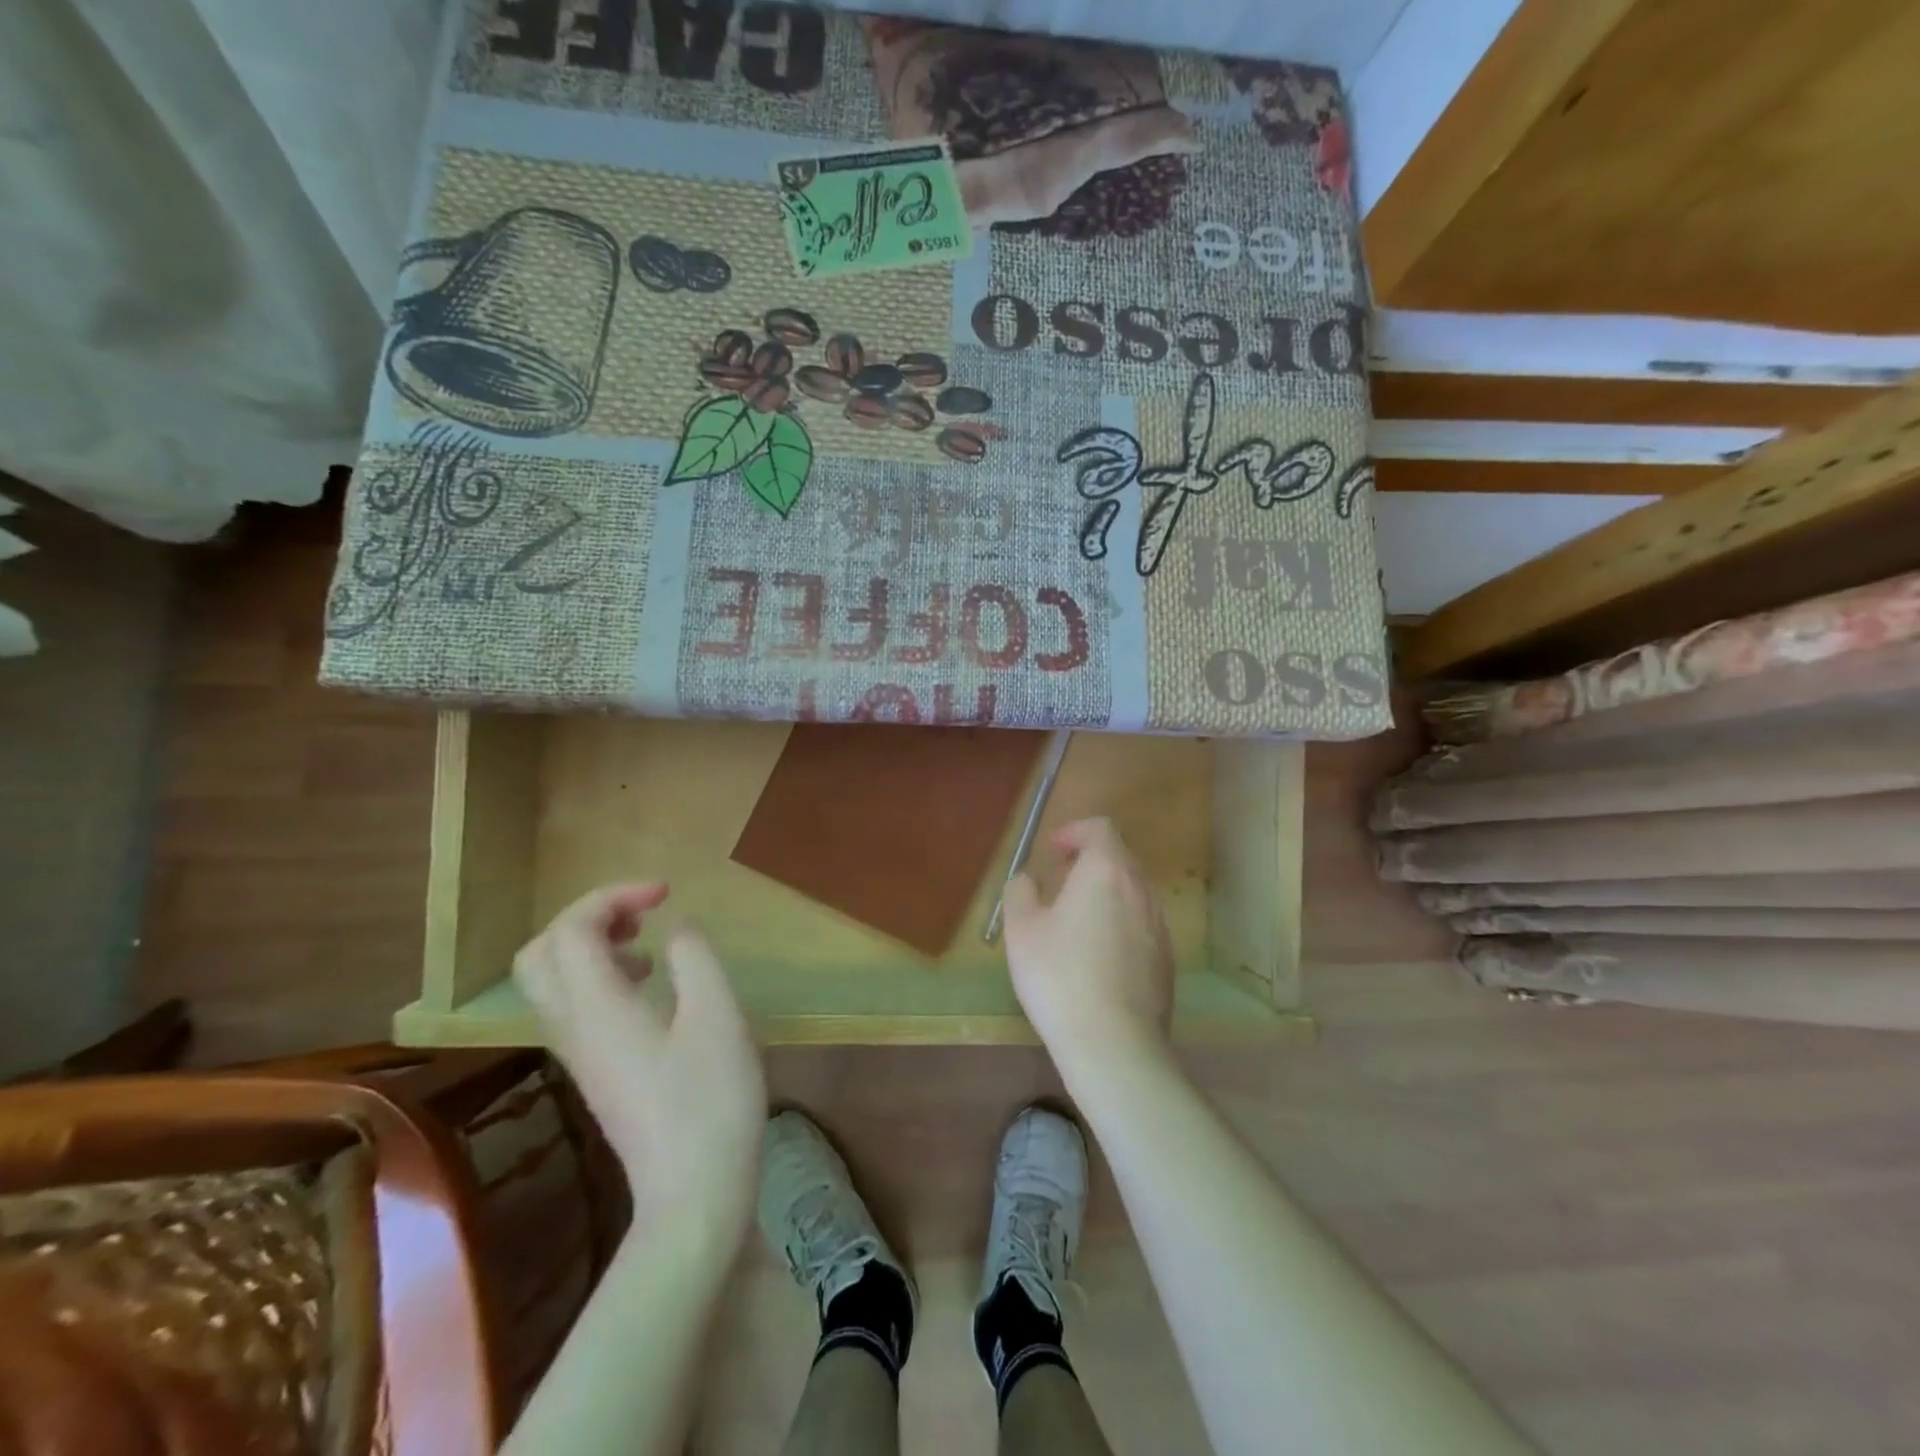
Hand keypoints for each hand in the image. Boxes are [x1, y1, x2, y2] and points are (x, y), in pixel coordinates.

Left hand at [513, 883, 765, 1239]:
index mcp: (597, 1009)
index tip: (666, 893)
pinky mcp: (595, 1071)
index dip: (613, 896)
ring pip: (552, 981)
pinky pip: (574, 1005)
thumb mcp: (718, 1016)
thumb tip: (675, 930)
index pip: (572, 930)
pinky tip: (650, 984)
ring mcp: (580, 1053)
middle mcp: (573, 1027)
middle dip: (587, 917)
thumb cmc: (710, 1099)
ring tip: (647, 941)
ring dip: (591, 944)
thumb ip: (694, 959)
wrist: (693, 1193)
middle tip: (641, 913)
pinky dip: (601, 976)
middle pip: (540, 954)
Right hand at [1001, 818, 1175, 1068]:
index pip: (1100, 829)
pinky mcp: (1166, 960)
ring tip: (1076, 922)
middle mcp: (1140, 890)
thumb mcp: (1021, 929)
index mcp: (1106, 872)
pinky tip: (1098, 959)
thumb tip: (1029, 880)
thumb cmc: (1059, 976)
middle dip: (1089, 862)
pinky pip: (1141, 926)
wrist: (1114, 1043)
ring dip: (1105, 894)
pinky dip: (1120, 925)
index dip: (1074, 831)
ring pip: (1132, 893)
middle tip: (1059, 883)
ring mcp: (1159, 926)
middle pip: (1119, 859)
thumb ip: (1021, 891)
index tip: (1053, 850)